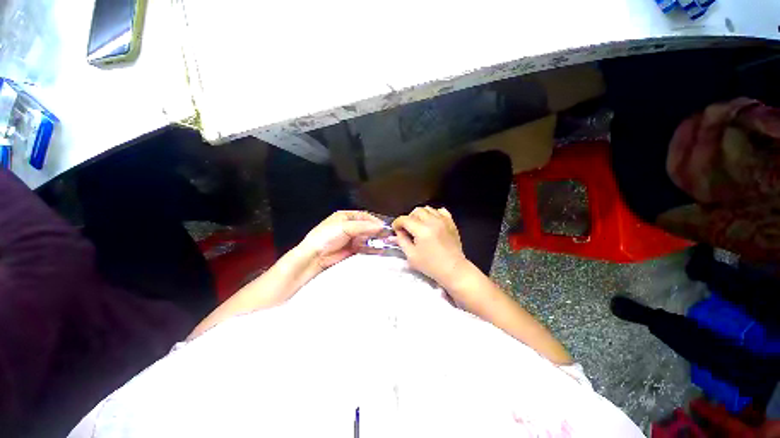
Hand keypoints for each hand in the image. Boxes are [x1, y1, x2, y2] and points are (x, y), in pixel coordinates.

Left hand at [298, 210, 385, 270]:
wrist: (314, 256)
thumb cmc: (325, 237)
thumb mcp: (345, 227)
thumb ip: (363, 226)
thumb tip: (379, 226)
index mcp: (345, 216)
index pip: (364, 216)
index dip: (374, 220)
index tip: (383, 226)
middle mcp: (349, 226)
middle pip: (367, 227)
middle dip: (376, 230)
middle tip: (387, 234)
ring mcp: (351, 238)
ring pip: (367, 237)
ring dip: (376, 239)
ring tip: (385, 242)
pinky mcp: (352, 249)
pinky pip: (365, 248)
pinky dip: (372, 248)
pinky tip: (379, 250)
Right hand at [392, 206, 467, 284]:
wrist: (453, 269)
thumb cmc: (431, 265)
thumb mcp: (411, 256)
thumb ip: (402, 241)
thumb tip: (398, 232)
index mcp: (422, 231)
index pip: (405, 219)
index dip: (397, 223)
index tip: (395, 229)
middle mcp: (433, 221)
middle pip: (416, 211)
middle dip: (408, 218)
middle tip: (408, 229)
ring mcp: (443, 220)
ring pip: (427, 209)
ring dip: (420, 215)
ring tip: (419, 225)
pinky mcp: (451, 222)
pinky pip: (440, 211)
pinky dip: (434, 214)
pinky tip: (432, 222)